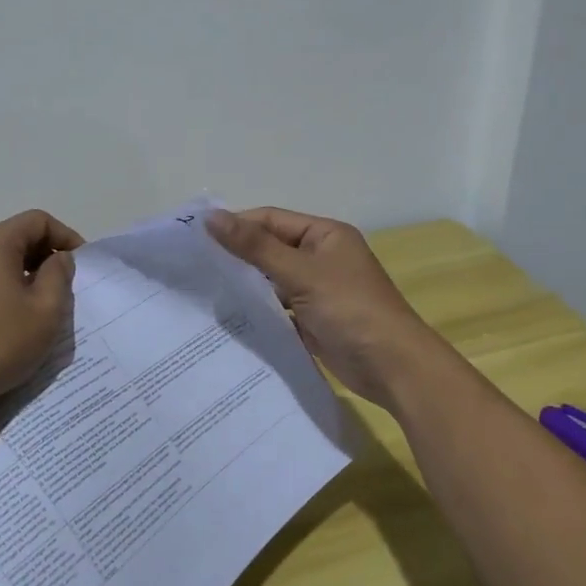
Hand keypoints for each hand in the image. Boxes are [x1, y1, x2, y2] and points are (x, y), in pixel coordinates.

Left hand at [0, 209, 83, 420]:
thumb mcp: (45, 311)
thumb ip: (59, 276)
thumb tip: (58, 258)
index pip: (37, 220)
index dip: (66, 236)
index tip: (82, 265)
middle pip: (16, 236)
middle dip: (46, 254)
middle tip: (66, 285)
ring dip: (26, 273)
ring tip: (42, 304)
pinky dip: (5, 287)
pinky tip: (13, 319)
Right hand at [206, 206, 443, 410]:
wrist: (393, 368)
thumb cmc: (350, 309)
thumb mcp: (301, 273)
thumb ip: (255, 246)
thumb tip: (211, 217)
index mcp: (325, 235)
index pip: (271, 220)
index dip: (236, 226)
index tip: (195, 238)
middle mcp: (321, 257)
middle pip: (270, 249)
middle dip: (237, 258)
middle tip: (193, 267)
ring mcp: (318, 290)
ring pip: (272, 281)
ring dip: (245, 286)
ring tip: (203, 292)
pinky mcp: (313, 320)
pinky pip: (279, 309)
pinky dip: (259, 311)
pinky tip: (229, 318)